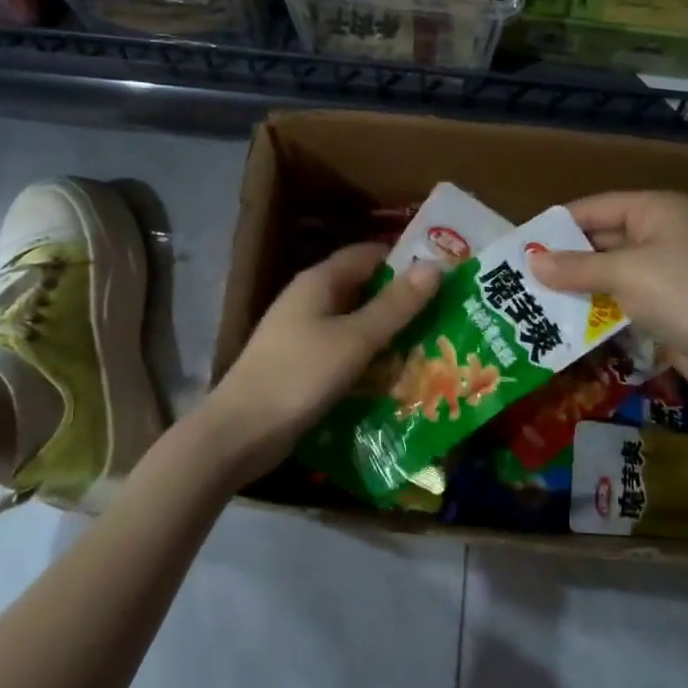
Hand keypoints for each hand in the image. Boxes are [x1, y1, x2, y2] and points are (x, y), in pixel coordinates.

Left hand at [205, 243, 441, 484]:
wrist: (240, 433)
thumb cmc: (300, 376)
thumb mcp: (356, 339)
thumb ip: (395, 304)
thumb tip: (435, 265)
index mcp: (319, 282)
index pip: (369, 254)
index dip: (405, 259)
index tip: (444, 275)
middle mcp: (310, 300)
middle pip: (363, 289)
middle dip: (402, 301)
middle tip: (447, 314)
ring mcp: (303, 334)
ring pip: (355, 323)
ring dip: (388, 333)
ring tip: (432, 345)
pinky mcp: (302, 365)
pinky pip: (344, 351)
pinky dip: (369, 358)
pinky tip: (394, 377)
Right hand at [529, 191, 687, 396]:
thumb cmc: (681, 294)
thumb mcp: (624, 274)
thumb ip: (575, 267)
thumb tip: (530, 261)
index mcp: (654, 209)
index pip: (593, 207)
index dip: (556, 225)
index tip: (520, 244)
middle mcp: (659, 230)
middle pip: (600, 237)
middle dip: (564, 257)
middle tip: (521, 274)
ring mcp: (663, 266)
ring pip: (608, 268)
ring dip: (577, 282)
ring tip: (534, 296)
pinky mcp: (664, 299)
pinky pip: (620, 293)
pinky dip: (596, 302)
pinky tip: (566, 316)